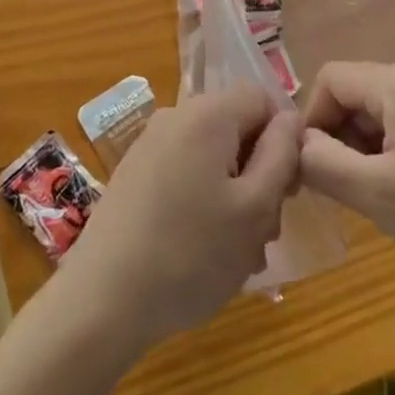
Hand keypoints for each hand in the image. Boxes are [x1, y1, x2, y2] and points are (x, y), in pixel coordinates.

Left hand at [59, 84, 299, 346]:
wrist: (104, 297)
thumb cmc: (191, 253)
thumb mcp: (254, 208)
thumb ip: (280, 155)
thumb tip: (290, 119)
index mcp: (207, 114)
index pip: (261, 98)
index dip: (283, 138)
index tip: (286, 189)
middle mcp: (176, 116)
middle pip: (236, 129)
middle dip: (259, 176)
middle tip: (263, 232)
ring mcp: (151, 144)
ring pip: (213, 157)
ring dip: (235, 198)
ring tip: (236, 255)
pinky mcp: (136, 173)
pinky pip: (186, 173)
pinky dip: (204, 204)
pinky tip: (204, 254)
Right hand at [298, 62, 394, 312]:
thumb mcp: (378, 197)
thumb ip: (322, 162)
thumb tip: (291, 142)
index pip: (331, 79)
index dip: (312, 120)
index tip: (315, 170)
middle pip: (356, 92)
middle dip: (339, 135)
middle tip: (345, 189)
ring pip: (381, 110)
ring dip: (365, 146)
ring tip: (378, 196)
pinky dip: (394, 150)